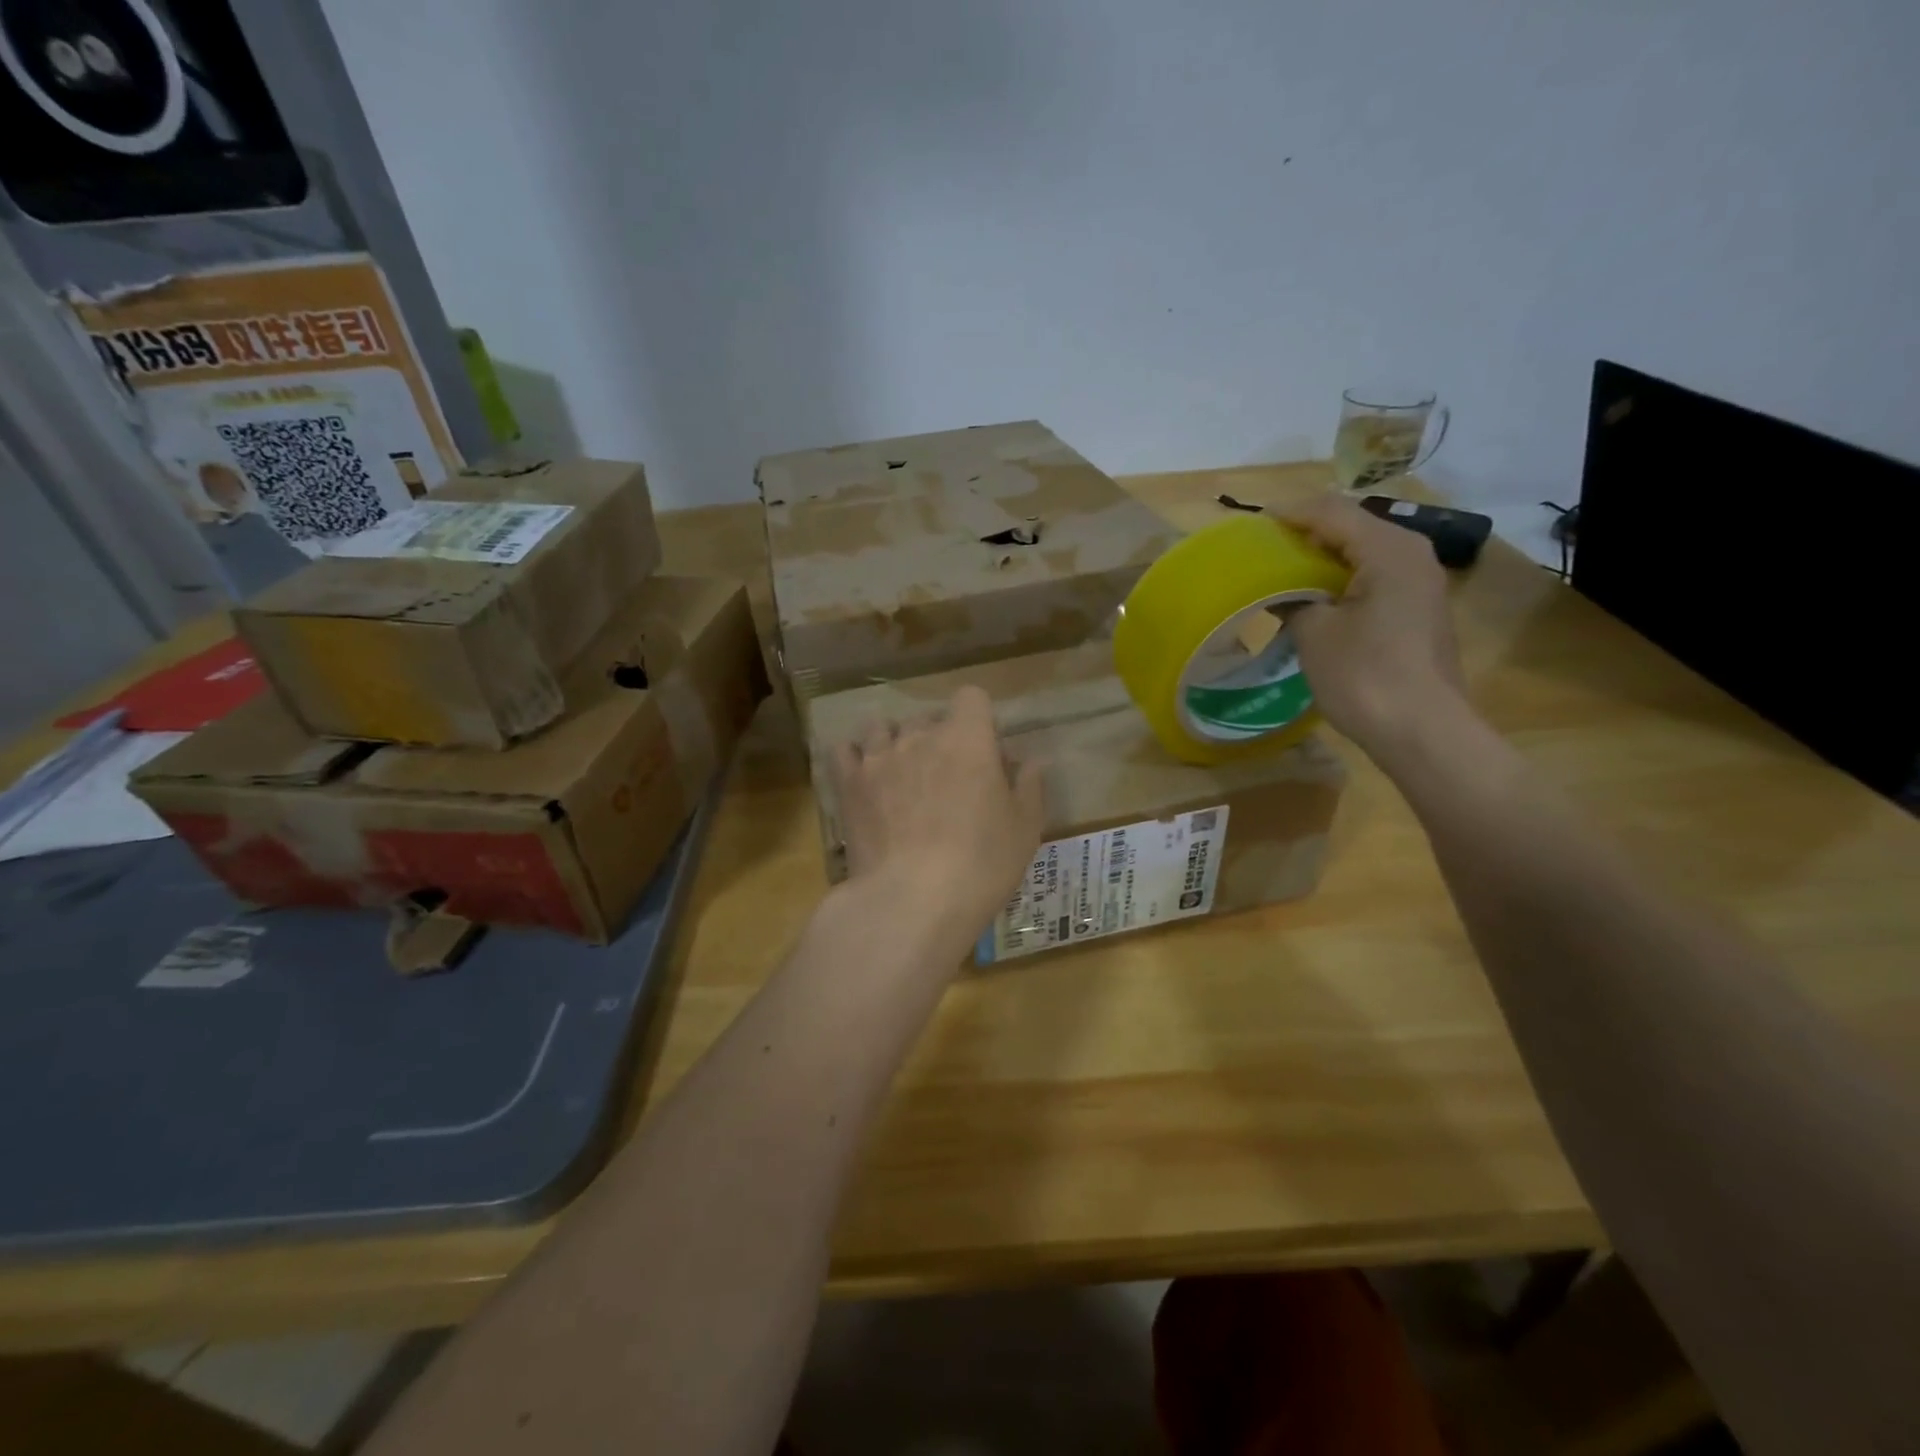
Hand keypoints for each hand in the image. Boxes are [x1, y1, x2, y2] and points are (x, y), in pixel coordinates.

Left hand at [831, 686, 1044, 950]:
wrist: (912, 900)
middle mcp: (919, 736)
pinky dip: (854, 758)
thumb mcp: (1025, 828)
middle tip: (948, 778)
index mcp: (967, 738)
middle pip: (928, 717)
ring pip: (883, 728)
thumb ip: (1028, 786)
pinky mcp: (848, 783)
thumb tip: (1028, 760)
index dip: (979, 719)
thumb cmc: (981, 863)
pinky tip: (864, 778)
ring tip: (901, 775)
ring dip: (894, 743)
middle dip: (938, 738)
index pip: (972, 697)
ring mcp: (878, 757)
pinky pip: (844, 750)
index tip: (985, 752)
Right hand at [1277, 494, 1468, 758]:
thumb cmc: (1364, 675)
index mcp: (1389, 548)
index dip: (1288, 515)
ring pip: (1361, 553)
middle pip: (1350, 526)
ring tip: (1280, 575)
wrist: (1422, 731)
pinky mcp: (1417, 609)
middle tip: (1262, 552)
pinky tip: (1312, 601)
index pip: (1331, 511)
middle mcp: (1412, 554)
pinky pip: (1372, 578)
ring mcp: (1420, 582)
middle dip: (1304, 535)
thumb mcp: (1314, 633)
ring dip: (1320, 560)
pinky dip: (1338, 581)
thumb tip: (1276, 590)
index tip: (1251, 527)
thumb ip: (1291, 598)